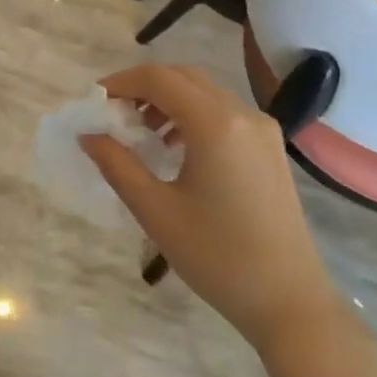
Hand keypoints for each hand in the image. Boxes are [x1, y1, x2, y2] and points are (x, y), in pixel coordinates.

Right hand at [79, 64, 340, 351]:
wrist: (288, 300)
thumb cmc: (216, 256)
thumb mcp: (155, 211)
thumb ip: (117, 165)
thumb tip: (89, 134)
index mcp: (215, 124)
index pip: (159, 79)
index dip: (121, 82)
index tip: (93, 102)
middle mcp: (242, 114)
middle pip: (183, 77)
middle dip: (143, 87)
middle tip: (113, 115)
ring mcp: (262, 130)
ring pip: (205, 93)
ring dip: (168, 100)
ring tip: (140, 133)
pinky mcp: (270, 148)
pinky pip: (224, 113)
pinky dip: (192, 116)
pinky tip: (175, 148)